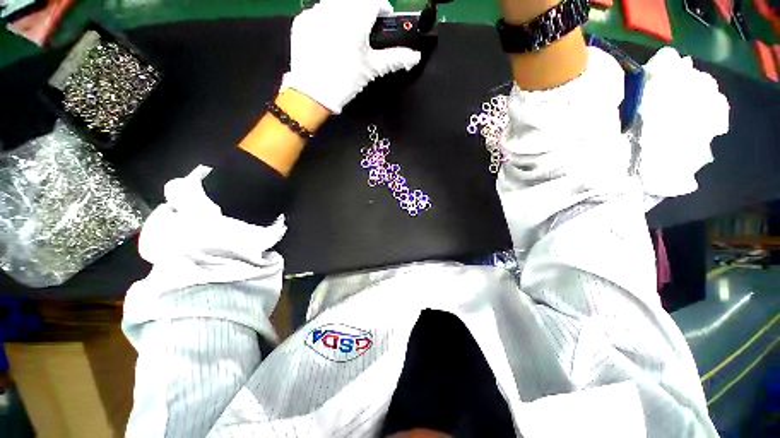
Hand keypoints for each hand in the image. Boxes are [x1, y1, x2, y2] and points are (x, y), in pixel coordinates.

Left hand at [281, 0, 421, 113]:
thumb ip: (395, 58)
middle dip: (364, 11)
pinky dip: (327, 20)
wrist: (313, 94)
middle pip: (356, 0)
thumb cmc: (344, 82)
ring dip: (345, 13)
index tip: (384, 17)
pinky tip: (330, 39)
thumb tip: (415, 56)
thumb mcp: (372, 69)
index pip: (375, 1)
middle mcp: (335, 10)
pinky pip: (319, 12)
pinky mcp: (303, 20)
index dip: (384, 8)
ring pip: (336, 3)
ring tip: (346, 36)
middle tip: (365, 31)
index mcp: (355, 20)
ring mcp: (316, 13)